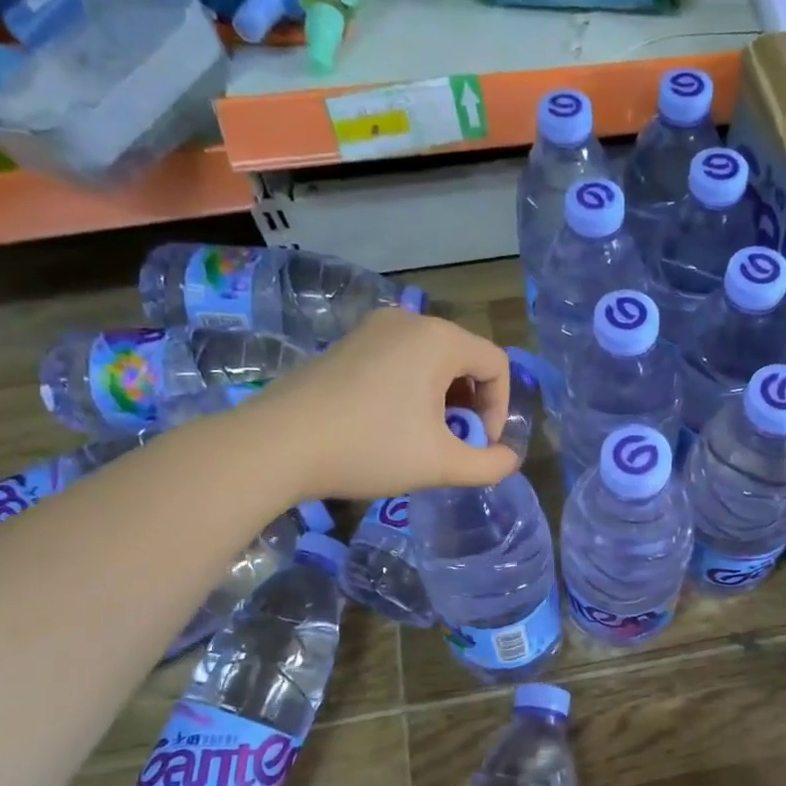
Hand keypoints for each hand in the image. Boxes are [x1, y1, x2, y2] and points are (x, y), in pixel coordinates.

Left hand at [243, 309, 521, 501]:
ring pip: (431, 361)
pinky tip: (388, 425)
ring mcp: (373, 329)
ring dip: (441, 400)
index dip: (499, 409)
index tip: (478, 446)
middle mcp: (409, 321)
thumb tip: (509, 459)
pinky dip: (410, 390)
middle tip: (452, 444)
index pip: (496, 364)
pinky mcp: (347, 344)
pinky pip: (399, 360)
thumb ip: (488, 465)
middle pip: (465, 359)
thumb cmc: (369, 448)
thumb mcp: (440, 464)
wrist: (276, 445)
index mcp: (439, 339)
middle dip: (470, 405)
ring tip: (422, 438)